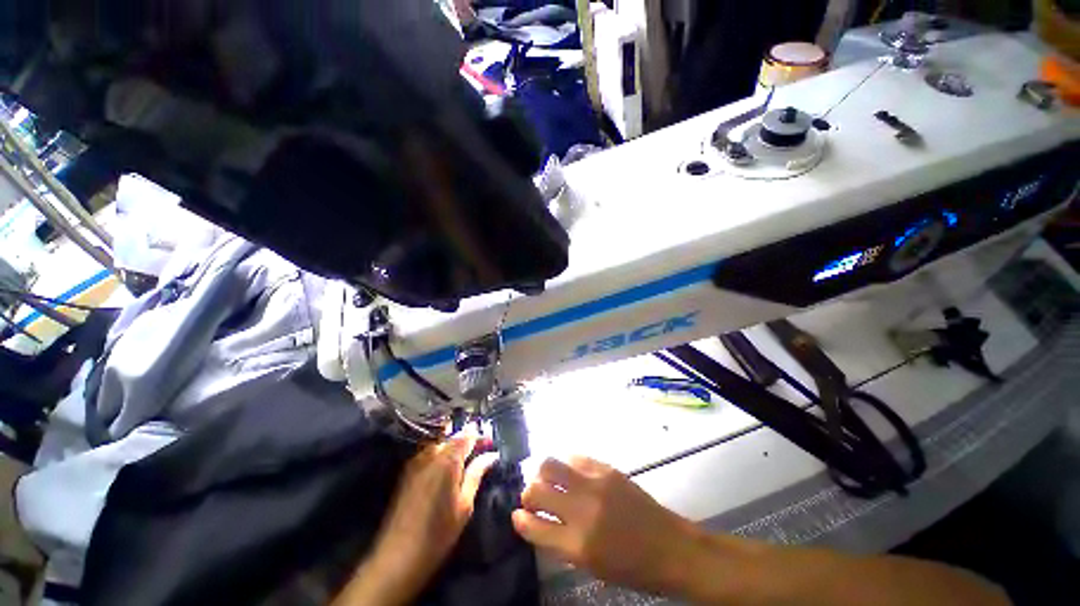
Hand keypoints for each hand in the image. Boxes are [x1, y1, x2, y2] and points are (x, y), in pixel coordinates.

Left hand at [334, 429, 498, 605]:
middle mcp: (430, 454)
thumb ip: (476, 474)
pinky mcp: (407, 472)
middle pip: (451, 436)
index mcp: (447, 460)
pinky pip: (428, 453)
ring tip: (465, 458)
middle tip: (479, 450)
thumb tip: (491, 455)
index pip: (466, 435)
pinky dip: (440, 453)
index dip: (479, 435)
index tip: (490, 441)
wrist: (397, 557)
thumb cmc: (438, 533)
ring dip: (452, 445)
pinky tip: (446, 467)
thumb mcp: (464, 505)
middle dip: (466, 438)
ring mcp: (416, 462)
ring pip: (439, 442)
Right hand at [512, 456, 703, 594]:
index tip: (517, 515)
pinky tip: (571, 473)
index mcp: (577, 544)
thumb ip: (560, 542)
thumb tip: (537, 521)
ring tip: (548, 479)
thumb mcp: (591, 565)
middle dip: (528, 493)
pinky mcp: (607, 469)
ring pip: (551, 464)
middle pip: (537, 489)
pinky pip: (576, 457)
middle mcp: (582, 510)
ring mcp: (595, 484)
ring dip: (543, 473)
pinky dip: (568, 465)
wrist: (669, 546)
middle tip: (533, 497)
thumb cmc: (630, 567)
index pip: (534, 526)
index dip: (520, 520)